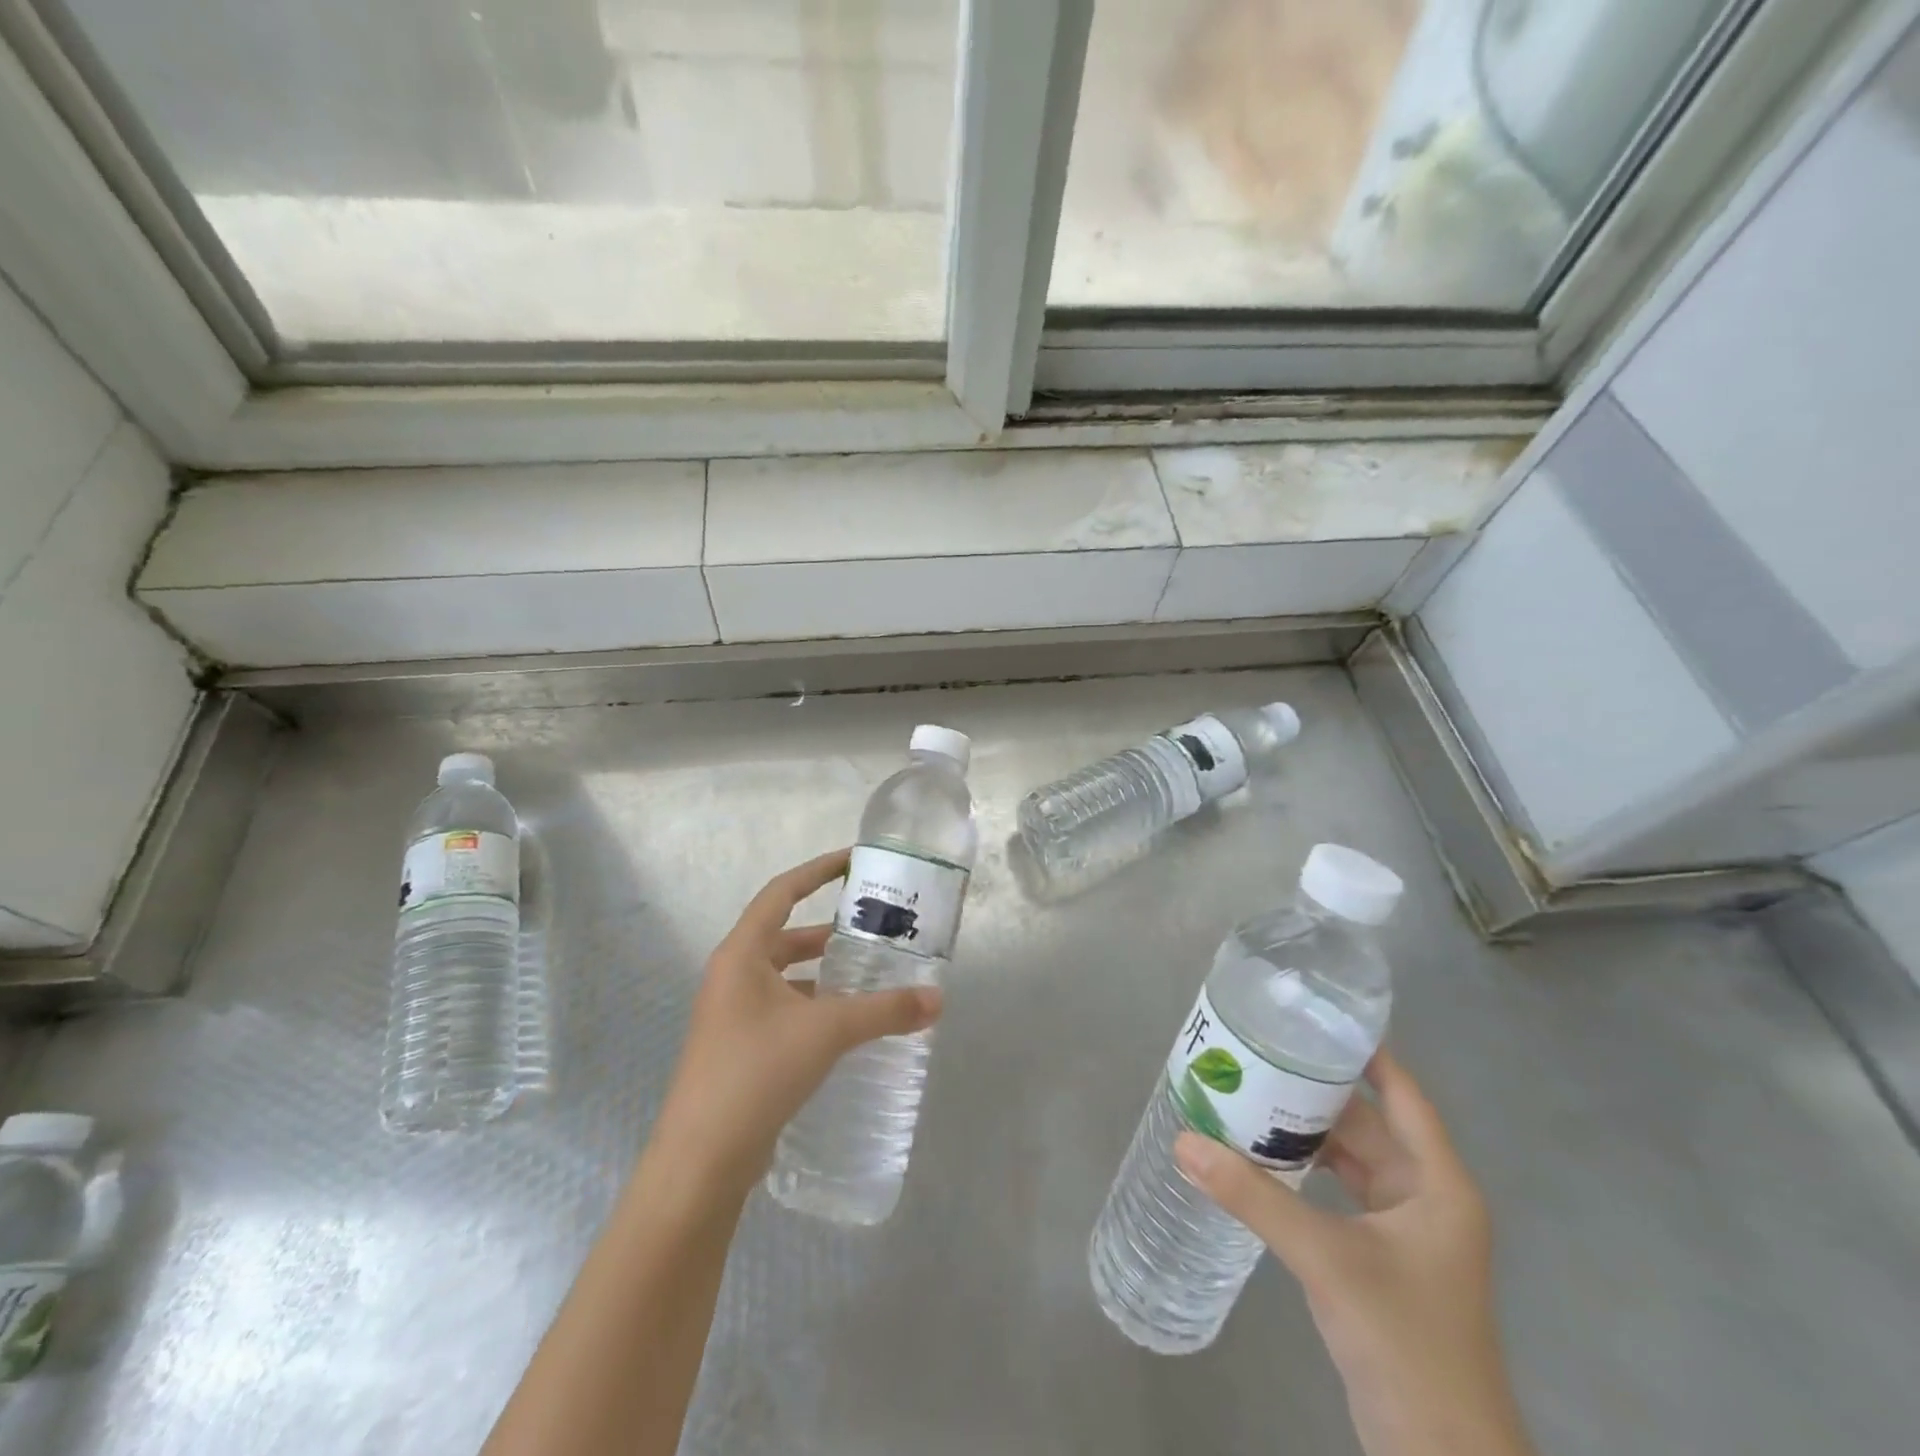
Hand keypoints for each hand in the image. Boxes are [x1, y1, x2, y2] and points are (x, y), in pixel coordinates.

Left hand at [647, 849, 943, 1201]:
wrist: (701, 1160)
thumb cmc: (756, 1072)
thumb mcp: (826, 1031)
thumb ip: (884, 1011)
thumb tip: (938, 999)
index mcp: (742, 954)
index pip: (782, 892)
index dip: (818, 870)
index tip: (855, 861)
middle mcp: (733, 976)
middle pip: (786, 935)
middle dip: (831, 931)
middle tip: (876, 929)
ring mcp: (734, 1014)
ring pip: (787, 976)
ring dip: (825, 972)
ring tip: (872, 975)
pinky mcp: (742, 1048)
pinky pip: (786, 1009)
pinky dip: (817, 1006)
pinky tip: (849, 1024)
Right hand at [1174, 1050, 1532, 1455]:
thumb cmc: (1405, 1341)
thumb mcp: (1326, 1258)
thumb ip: (1253, 1198)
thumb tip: (1185, 1142)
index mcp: (1437, 1184)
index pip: (1402, 1094)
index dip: (1364, 1052)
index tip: (1312, 1017)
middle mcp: (1425, 1197)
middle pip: (1366, 1123)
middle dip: (1313, 1091)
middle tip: (1257, 1054)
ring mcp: (1403, 1231)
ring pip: (1349, 1159)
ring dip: (1304, 1133)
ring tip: (1248, 1096)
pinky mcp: (1379, 1259)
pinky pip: (1337, 1193)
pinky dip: (1303, 1172)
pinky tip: (1260, 1160)